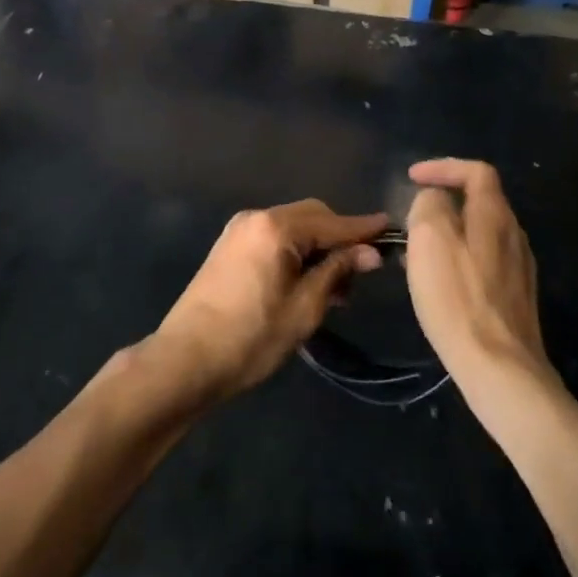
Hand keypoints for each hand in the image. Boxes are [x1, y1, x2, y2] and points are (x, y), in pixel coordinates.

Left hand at [152, 200, 388, 404]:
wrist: (185, 359)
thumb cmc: (251, 337)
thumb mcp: (304, 308)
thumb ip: (337, 271)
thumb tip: (370, 252)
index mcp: (276, 228)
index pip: (332, 222)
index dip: (363, 229)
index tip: (391, 229)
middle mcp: (256, 217)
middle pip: (311, 216)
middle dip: (339, 238)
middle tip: (361, 273)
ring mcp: (239, 230)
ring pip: (293, 227)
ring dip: (317, 247)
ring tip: (336, 288)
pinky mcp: (229, 246)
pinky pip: (273, 238)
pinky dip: (295, 251)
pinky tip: (307, 281)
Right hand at [405, 159, 550, 390]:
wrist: (500, 367)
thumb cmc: (458, 298)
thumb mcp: (430, 239)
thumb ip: (429, 206)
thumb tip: (433, 200)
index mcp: (495, 215)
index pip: (475, 171)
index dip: (443, 167)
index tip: (412, 178)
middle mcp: (514, 234)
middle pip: (481, 201)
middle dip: (444, 201)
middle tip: (412, 216)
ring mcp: (519, 268)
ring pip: (482, 233)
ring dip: (450, 232)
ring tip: (420, 250)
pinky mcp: (516, 298)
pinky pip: (484, 261)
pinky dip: (460, 258)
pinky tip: (442, 283)